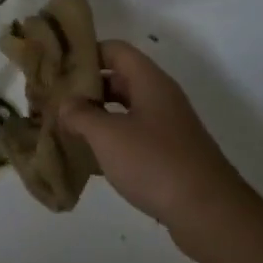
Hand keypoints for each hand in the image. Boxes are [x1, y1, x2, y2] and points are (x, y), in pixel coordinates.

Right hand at [59, 40, 253, 257]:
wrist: (208, 212)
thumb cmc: (155, 163)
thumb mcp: (108, 135)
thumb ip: (80, 114)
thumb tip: (66, 103)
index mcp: (150, 82)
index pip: (115, 50)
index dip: (86, 53)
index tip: (57, 67)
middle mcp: (161, 98)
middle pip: (119, 79)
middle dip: (86, 88)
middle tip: (54, 100)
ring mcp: (168, 127)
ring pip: (125, 110)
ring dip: (96, 116)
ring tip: (64, 127)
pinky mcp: (169, 154)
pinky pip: (134, 136)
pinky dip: (111, 140)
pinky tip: (89, 158)